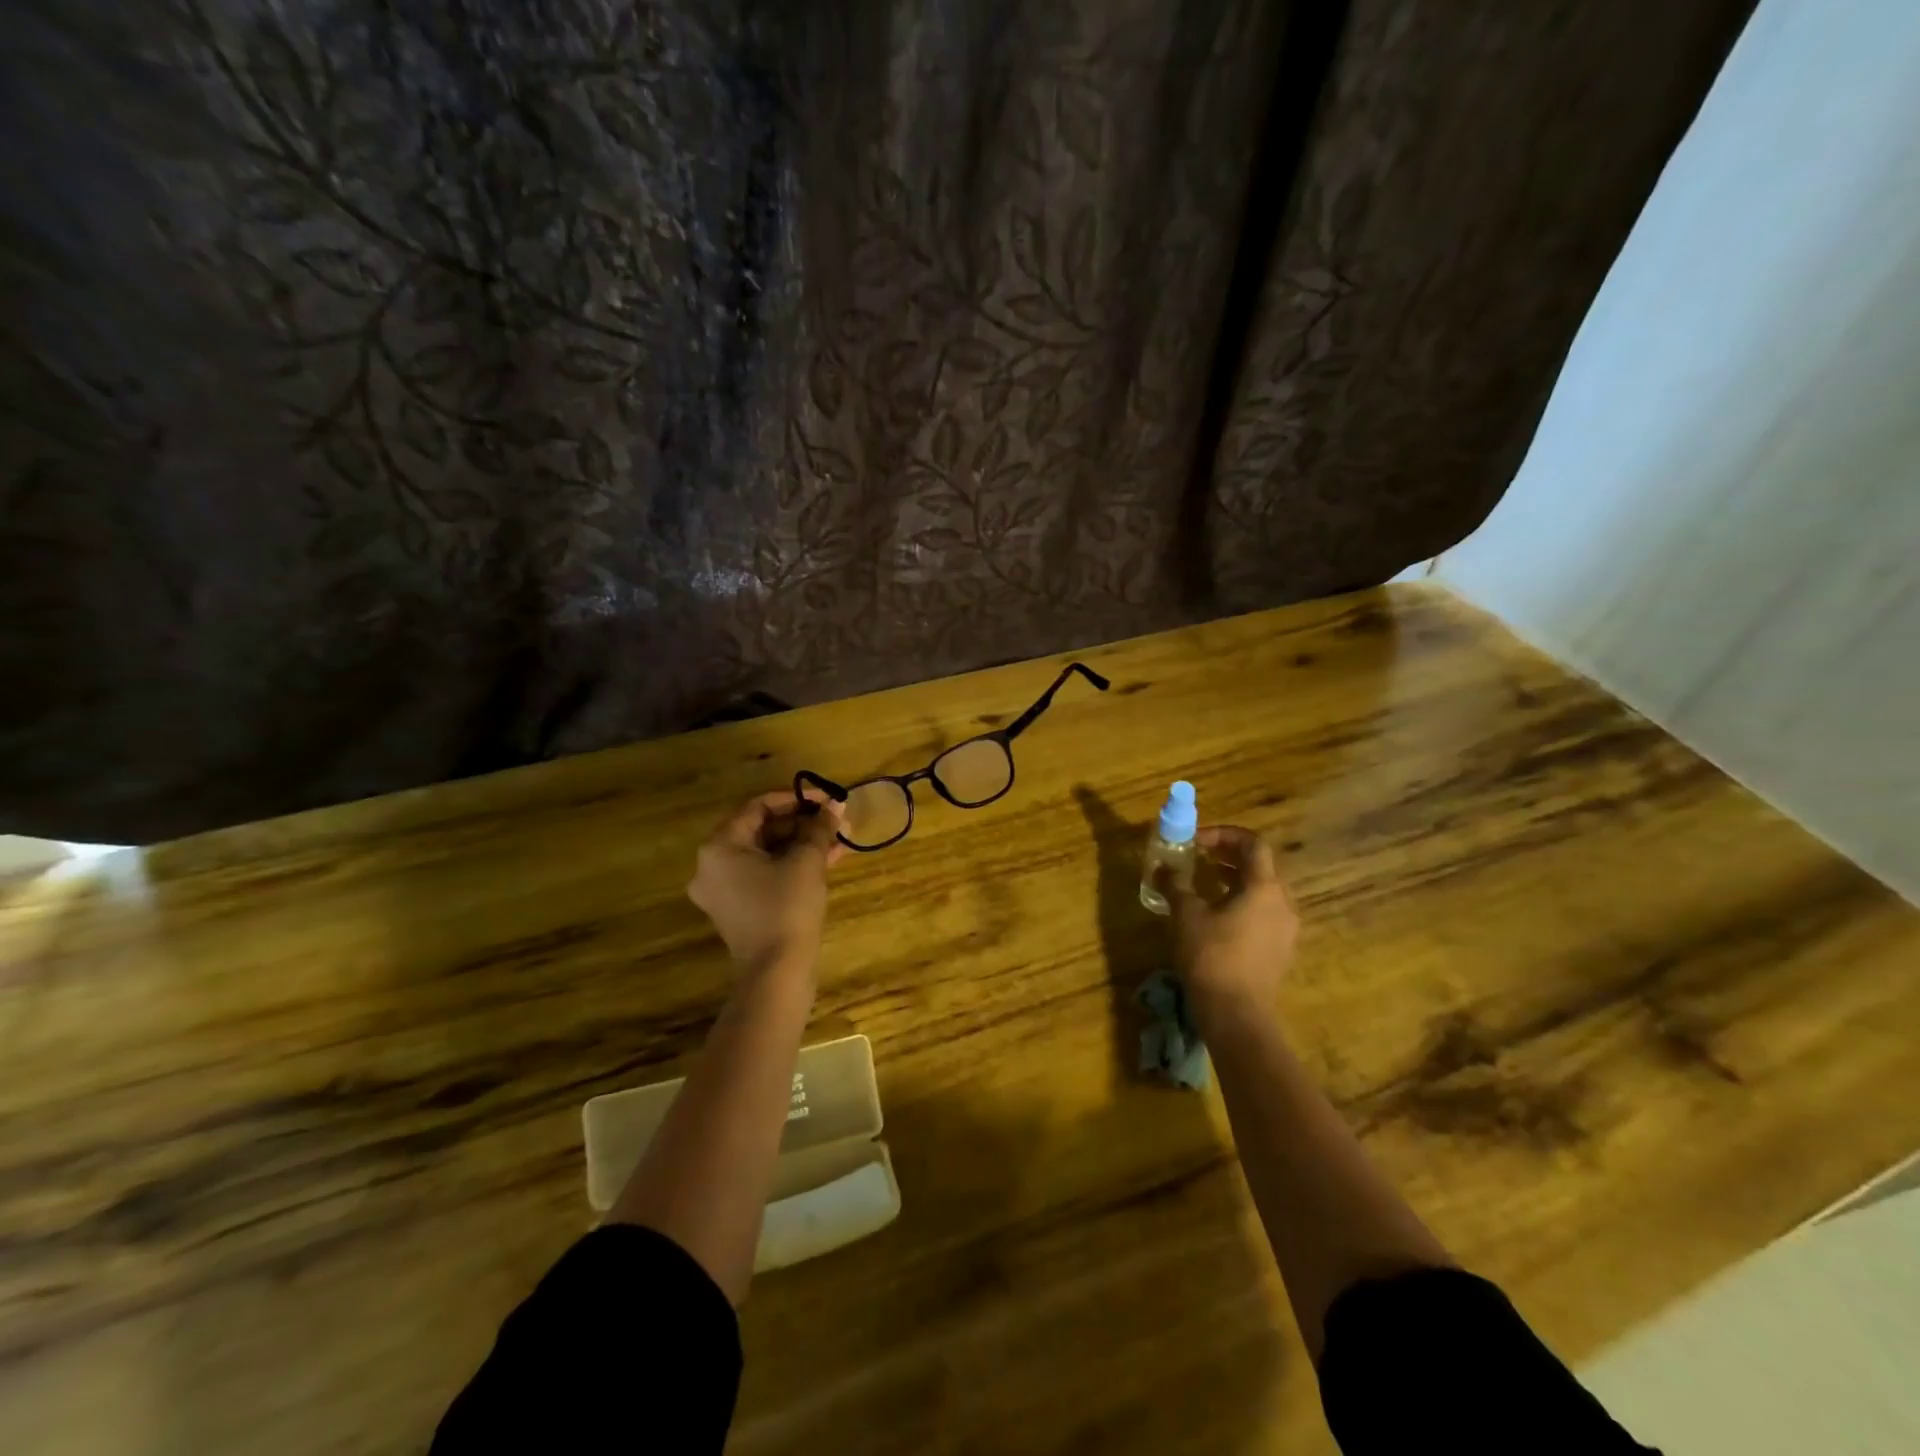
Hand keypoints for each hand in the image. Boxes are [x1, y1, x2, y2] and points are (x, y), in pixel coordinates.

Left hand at [687, 789, 846, 971]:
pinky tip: (827, 860)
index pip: (759, 807)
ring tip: (840, 840)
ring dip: (802, 844)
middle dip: (803, 824)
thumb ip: (819, 828)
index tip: (827, 800)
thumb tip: (835, 805)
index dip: (796, 799)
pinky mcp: (738, 909)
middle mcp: (712, 865)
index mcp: (719, 847)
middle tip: (836, 821)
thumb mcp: (806, 861)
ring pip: (767, 853)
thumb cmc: (787, 908)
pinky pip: (765, 874)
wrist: (777, 974)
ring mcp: (723, 890)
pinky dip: (792, 865)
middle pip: (761, 830)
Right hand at [1171, 825, 1298, 1024]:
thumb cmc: (1211, 956)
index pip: (1253, 844)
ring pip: (1264, 890)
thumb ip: (1175, 884)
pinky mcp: (1281, 950)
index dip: (1224, 835)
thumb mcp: (1186, 915)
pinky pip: (1264, 912)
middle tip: (1199, 856)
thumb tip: (1162, 867)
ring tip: (1205, 883)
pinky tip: (1216, 915)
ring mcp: (1286, 929)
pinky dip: (1242, 902)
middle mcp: (1284, 903)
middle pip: (1261, 865)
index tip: (1196, 841)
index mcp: (1265, 888)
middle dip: (1229, 855)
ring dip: (1235, 879)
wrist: (1236, 1014)